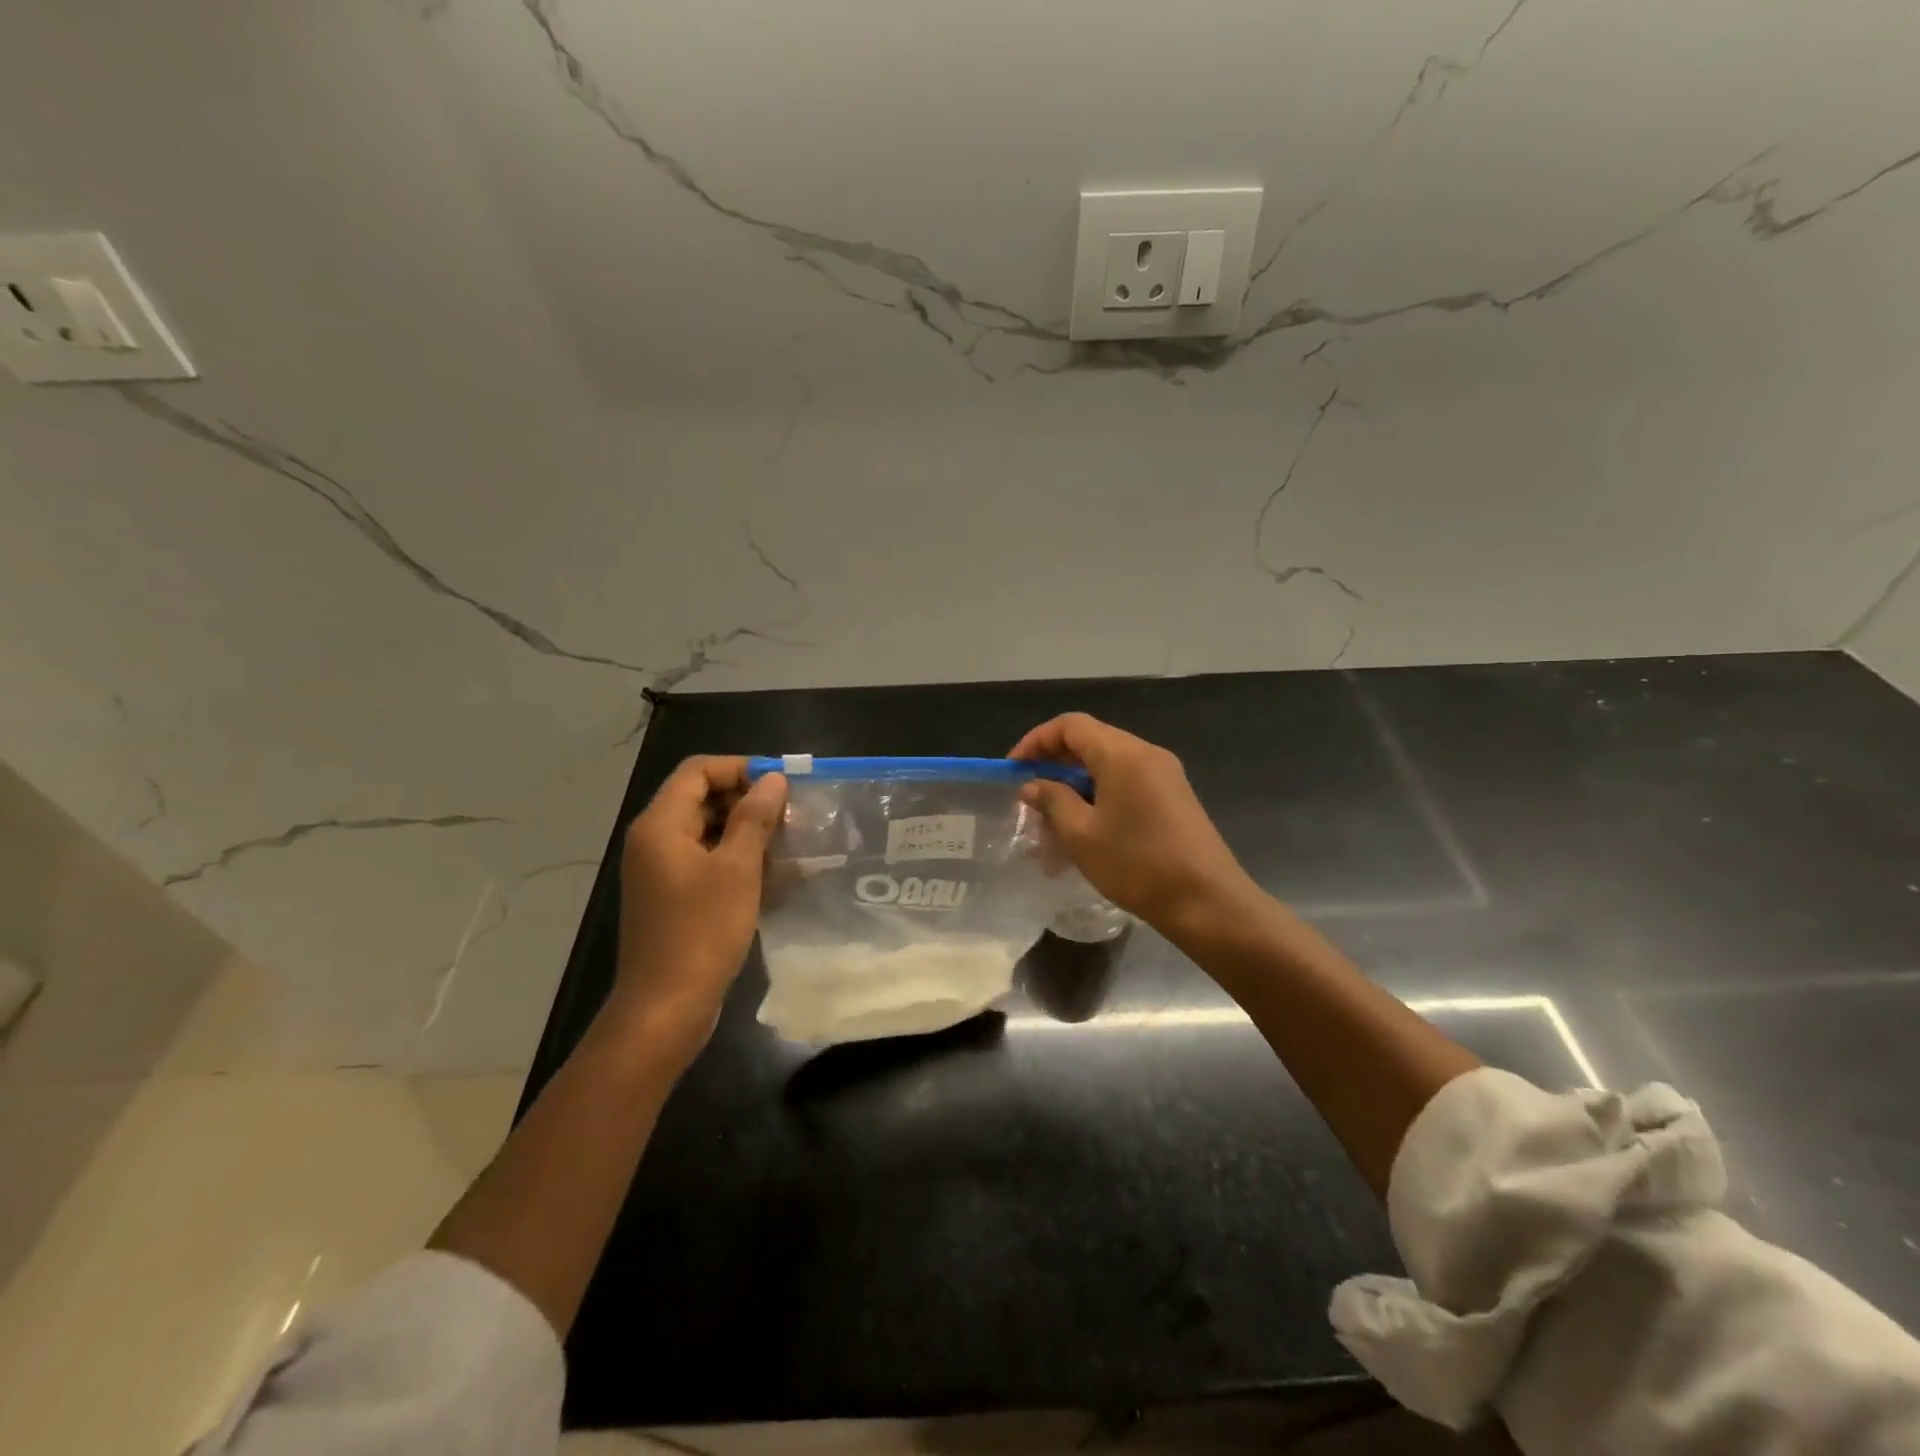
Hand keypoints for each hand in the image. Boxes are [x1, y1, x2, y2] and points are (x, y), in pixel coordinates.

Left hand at [612, 756, 786, 1074]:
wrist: (666, 1007)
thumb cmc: (702, 932)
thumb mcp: (737, 869)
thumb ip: (754, 817)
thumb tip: (773, 779)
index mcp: (660, 825)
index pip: (698, 770)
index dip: (740, 768)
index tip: (781, 785)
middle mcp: (653, 840)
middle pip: (699, 796)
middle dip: (746, 798)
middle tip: (789, 814)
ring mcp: (659, 869)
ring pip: (705, 829)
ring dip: (744, 828)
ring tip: (785, 841)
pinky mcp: (670, 895)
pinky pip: (703, 858)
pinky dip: (733, 856)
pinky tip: (768, 871)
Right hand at [1011, 713, 1260, 937]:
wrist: (1207, 902)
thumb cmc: (1137, 864)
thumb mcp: (1081, 835)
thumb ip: (1053, 801)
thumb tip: (1034, 784)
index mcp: (1122, 753)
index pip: (1070, 725)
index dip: (1036, 742)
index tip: (1014, 770)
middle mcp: (1146, 753)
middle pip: (1090, 742)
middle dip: (1054, 766)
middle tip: (1029, 799)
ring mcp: (1165, 775)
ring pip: (1108, 767)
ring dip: (1075, 788)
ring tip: (1052, 826)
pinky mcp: (1174, 798)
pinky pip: (1127, 784)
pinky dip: (1099, 798)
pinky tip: (1085, 834)